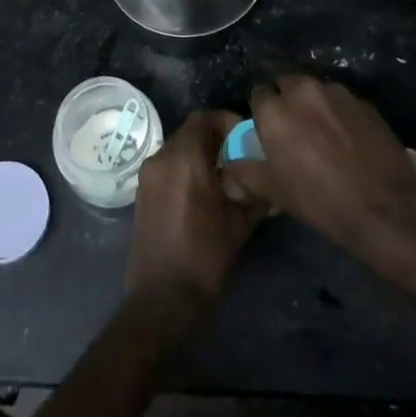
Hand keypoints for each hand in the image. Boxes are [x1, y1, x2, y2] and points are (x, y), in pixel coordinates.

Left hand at [126, 110, 264, 321]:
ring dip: (199, 154)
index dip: (226, 121)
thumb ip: (256, 194)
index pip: (204, 118)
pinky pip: (166, 166)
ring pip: (177, 148)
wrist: (162, 297)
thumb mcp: (239, 224)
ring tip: (224, 177)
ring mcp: (147, 175)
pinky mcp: (141, 192)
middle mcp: (161, 158)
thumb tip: (274, 181)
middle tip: (239, 158)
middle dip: (215, 139)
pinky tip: (203, 193)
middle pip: (190, 131)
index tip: (246, 139)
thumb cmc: (204, 257)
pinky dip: (185, 168)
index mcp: (184, 159)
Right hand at [221, 72, 415, 253]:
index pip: (258, 94)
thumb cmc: (323, 202)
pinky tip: (348, 139)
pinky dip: (339, 113)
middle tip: (294, 131)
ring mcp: (338, 93)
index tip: (269, 133)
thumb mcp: (275, 193)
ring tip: (323, 134)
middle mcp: (304, 91)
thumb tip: (231, 163)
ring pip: (315, 90)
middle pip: (287, 84)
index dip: (262, 113)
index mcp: (275, 111)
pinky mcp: (364, 102)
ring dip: (313, 104)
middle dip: (287, 101)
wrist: (387, 208)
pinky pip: (342, 101)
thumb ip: (246, 171)